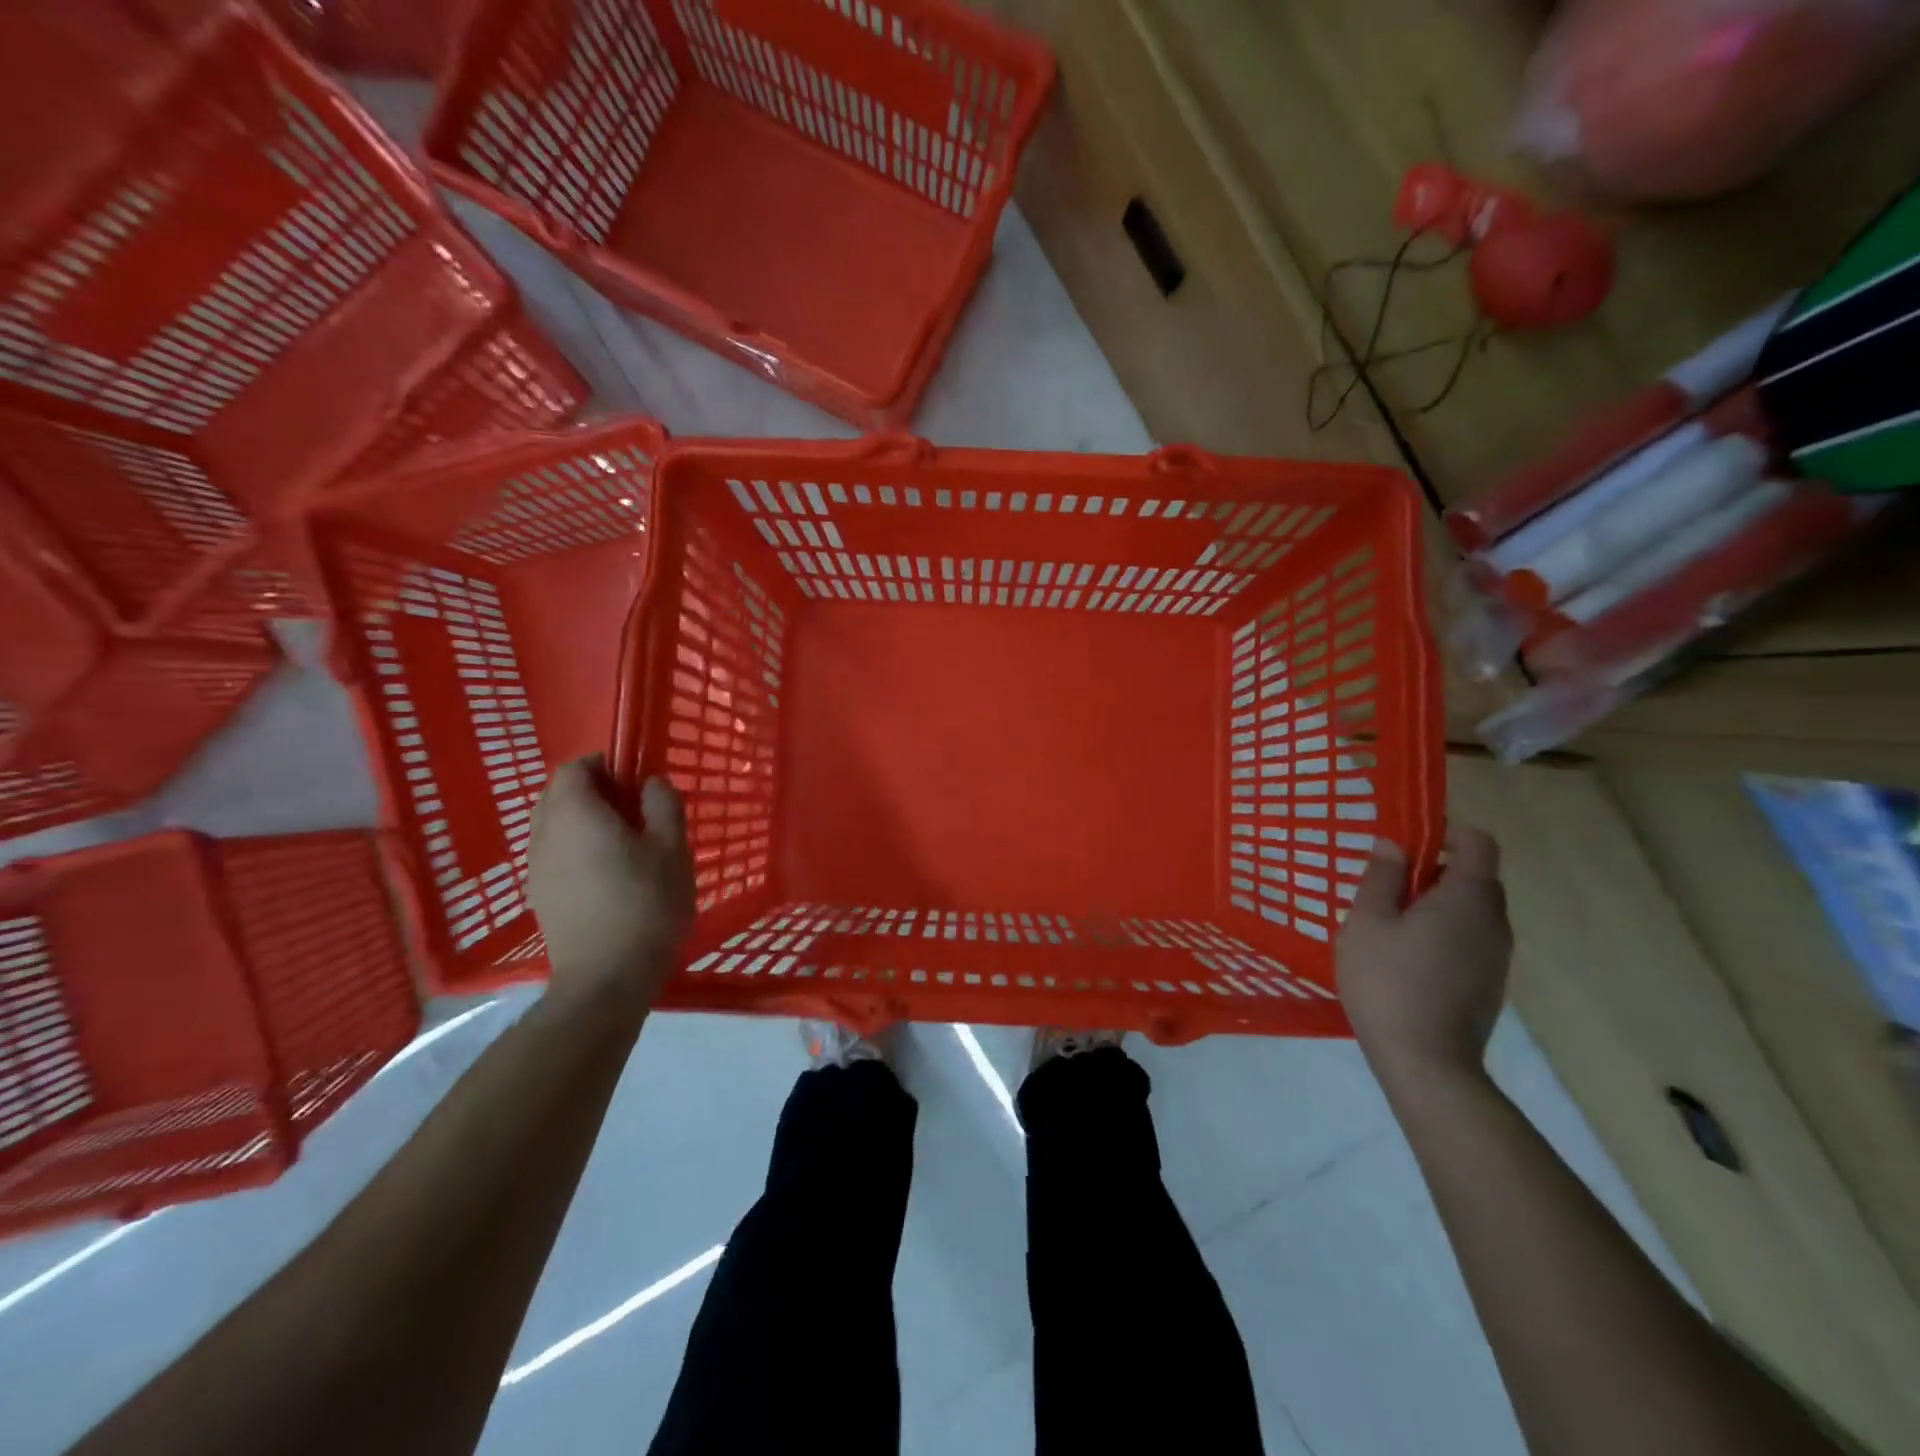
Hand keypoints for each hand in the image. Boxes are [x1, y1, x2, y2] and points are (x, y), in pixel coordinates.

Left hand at [528, 756, 694, 1007]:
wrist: (606, 978)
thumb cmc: (645, 903)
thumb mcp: (672, 848)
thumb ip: (662, 805)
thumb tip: (651, 783)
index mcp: (575, 813)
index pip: (575, 767)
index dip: (605, 764)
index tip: (637, 778)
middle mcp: (545, 833)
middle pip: (559, 794)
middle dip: (593, 791)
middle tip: (633, 807)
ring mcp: (536, 867)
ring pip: (554, 826)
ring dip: (583, 821)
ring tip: (624, 842)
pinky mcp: (539, 896)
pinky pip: (554, 854)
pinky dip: (576, 849)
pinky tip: (608, 873)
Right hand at [1337, 826, 1512, 1088]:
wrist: (1426, 1062)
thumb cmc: (1388, 981)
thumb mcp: (1367, 921)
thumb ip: (1381, 877)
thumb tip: (1393, 845)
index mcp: (1468, 898)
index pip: (1479, 843)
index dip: (1447, 832)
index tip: (1408, 842)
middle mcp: (1494, 922)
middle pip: (1477, 877)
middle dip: (1437, 870)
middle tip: (1390, 886)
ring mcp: (1497, 958)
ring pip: (1473, 912)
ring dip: (1439, 905)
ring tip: (1393, 924)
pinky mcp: (1490, 985)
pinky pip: (1471, 940)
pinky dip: (1445, 934)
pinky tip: (1407, 958)